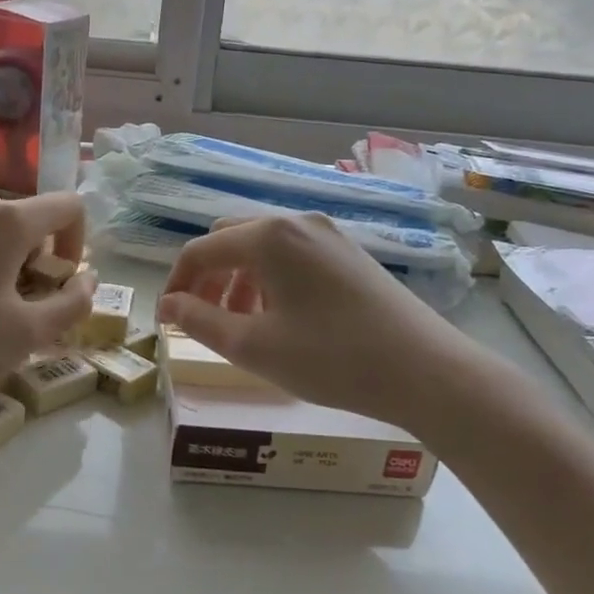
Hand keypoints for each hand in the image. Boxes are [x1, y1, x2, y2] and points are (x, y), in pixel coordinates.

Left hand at [0, 186, 94, 386]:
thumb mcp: (23, 333)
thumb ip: (72, 306)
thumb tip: (88, 281)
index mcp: (10, 218)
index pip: (70, 206)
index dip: (79, 242)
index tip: (60, 279)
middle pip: (28, 219)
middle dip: (36, 259)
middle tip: (17, 303)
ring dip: (1, 259)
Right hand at [158, 214, 456, 427]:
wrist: (426, 370)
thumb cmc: (330, 358)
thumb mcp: (253, 346)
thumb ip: (199, 320)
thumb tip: (167, 304)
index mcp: (267, 236)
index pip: (199, 250)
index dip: (176, 284)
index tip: (167, 320)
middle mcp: (296, 223)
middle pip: (230, 240)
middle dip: (208, 279)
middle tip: (203, 320)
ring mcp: (328, 236)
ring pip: (262, 249)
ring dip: (238, 280)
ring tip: (240, 325)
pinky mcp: (349, 254)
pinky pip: (292, 257)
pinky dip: (270, 281)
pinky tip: (280, 319)